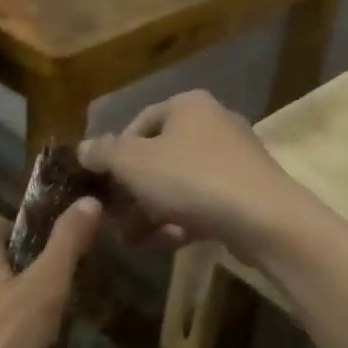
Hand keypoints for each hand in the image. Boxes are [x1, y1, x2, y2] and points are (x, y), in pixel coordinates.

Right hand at [79, 91, 307, 255]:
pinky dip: (182, 220)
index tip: (101, 185)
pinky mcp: (246, 191)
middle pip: (158, 157)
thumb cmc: (191, 178)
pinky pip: (203, 202)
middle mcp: (213, 124)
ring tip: (132, 240)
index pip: (138, 123)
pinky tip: (168, 242)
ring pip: (179, 184)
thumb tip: (83, 149)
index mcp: (188, 105)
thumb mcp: (134, 163)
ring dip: (151, 212)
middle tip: (113, 219)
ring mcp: (234, 159)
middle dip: (132, 192)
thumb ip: (104, 154)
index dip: (114, 154)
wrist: (263, 218)